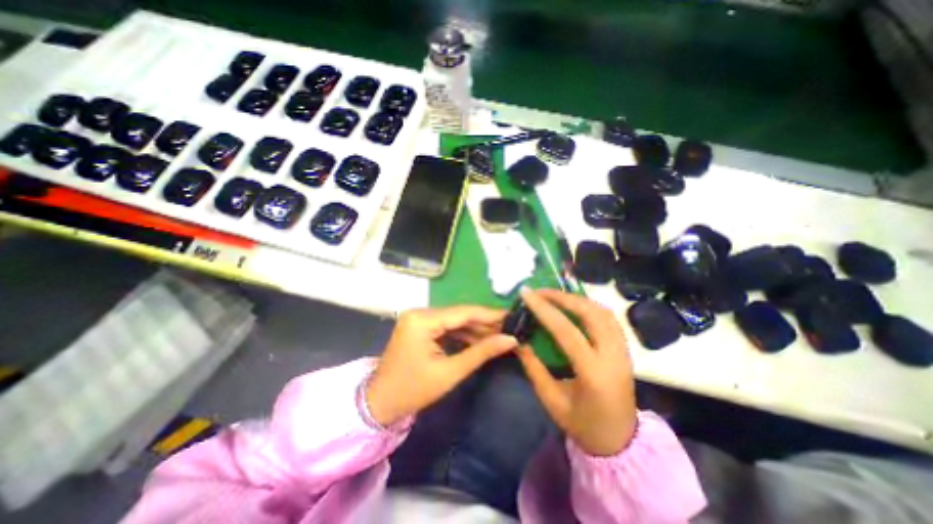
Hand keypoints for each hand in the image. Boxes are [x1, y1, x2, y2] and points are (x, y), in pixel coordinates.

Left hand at [369, 307, 521, 425]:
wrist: (381, 403)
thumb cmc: (413, 390)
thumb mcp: (450, 372)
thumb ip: (481, 352)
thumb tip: (510, 339)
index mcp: (423, 320)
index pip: (463, 312)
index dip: (489, 314)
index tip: (511, 316)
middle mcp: (420, 312)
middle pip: (459, 314)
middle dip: (484, 322)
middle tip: (509, 327)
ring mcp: (419, 319)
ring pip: (454, 320)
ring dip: (475, 328)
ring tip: (500, 334)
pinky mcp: (420, 327)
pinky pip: (446, 326)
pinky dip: (463, 334)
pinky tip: (481, 339)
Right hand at [513, 289, 638, 456]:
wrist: (620, 441)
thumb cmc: (582, 425)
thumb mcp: (551, 399)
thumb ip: (533, 367)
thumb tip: (517, 339)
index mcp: (593, 373)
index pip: (566, 330)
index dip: (544, 309)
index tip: (526, 294)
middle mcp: (613, 356)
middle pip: (590, 313)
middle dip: (562, 297)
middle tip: (539, 292)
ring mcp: (623, 350)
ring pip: (602, 311)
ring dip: (576, 298)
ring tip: (553, 296)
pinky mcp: (625, 348)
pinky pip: (608, 318)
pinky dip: (588, 306)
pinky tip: (573, 305)